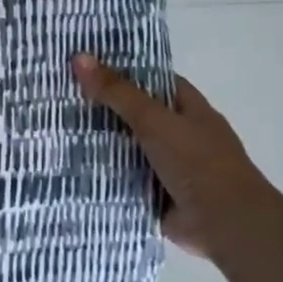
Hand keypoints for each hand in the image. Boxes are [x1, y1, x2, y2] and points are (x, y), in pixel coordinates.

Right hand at [72, 55, 268, 261]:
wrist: (226, 224)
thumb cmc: (198, 162)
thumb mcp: (154, 120)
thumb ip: (117, 92)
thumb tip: (79, 57)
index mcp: (189, 108)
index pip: (152, 80)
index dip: (122, 71)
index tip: (85, 67)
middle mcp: (180, 134)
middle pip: (136, 114)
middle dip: (103, 108)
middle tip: (60, 97)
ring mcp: (169, 166)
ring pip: (128, 147)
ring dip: (100, 144)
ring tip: (56, 129)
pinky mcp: (157, 194)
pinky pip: (125, 178)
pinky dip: (104, 175)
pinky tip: (71, 167)